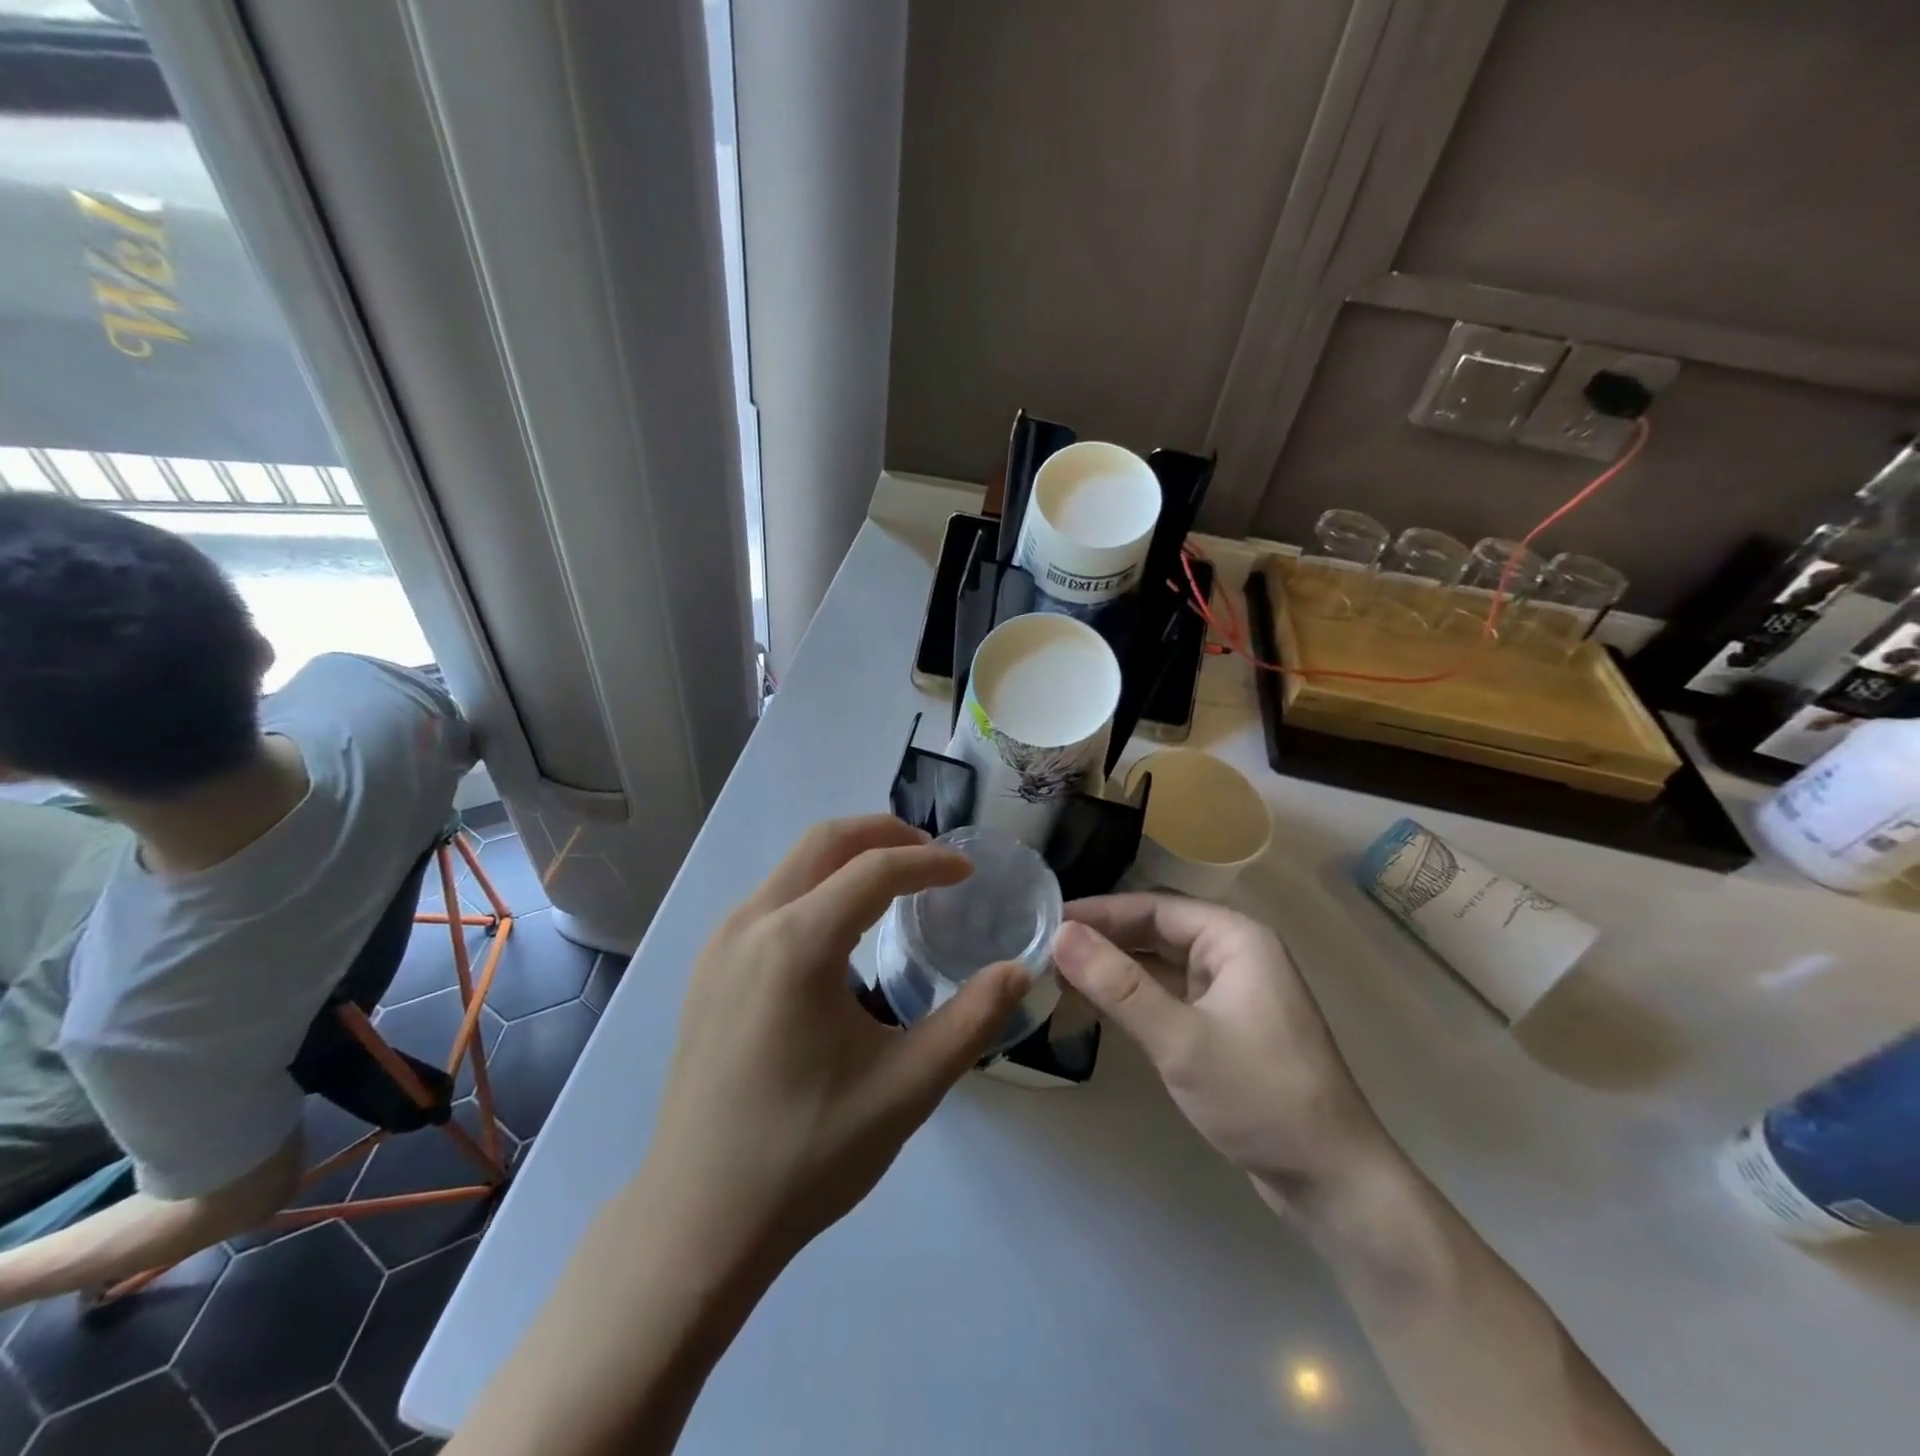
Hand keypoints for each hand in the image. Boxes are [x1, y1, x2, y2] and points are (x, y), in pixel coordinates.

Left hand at [639, 816, 1030, 1268]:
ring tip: (897, 890)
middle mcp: (751, 924)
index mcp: (797, 944)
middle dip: (885, 834)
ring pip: (793, 865)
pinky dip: (817, 888)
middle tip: (933, 860)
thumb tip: (1019, 971)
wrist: (697, 1221)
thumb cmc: (806, 1154)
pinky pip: (771, 897)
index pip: (875, 868)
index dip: (929, 861)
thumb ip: (971, 1021)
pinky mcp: (707, 968)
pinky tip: (842, 935)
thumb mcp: (906, 1088)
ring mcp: (720, 943)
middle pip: (824, 841)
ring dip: (848, 859)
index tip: (967, 873)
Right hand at [1053, 895, 1392, 1209]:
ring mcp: (1229, 991)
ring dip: (1114, 968)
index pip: (1153, 907)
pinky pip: (1168, 995)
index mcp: (1234, 938)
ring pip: (1160, 964)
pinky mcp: (1223, 1027)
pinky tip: (1095, 1004)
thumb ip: (1118, 985)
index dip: (1099, 912)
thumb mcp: (1180, 1039)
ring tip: (1059, 973)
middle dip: (1103, 939)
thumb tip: (1061, 934)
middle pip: (1156, 931)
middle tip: (1046, 949)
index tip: (1049, 921)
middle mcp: (1233, 954)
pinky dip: (1132, 997)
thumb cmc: (1260, 1096)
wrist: (1332, 1181)